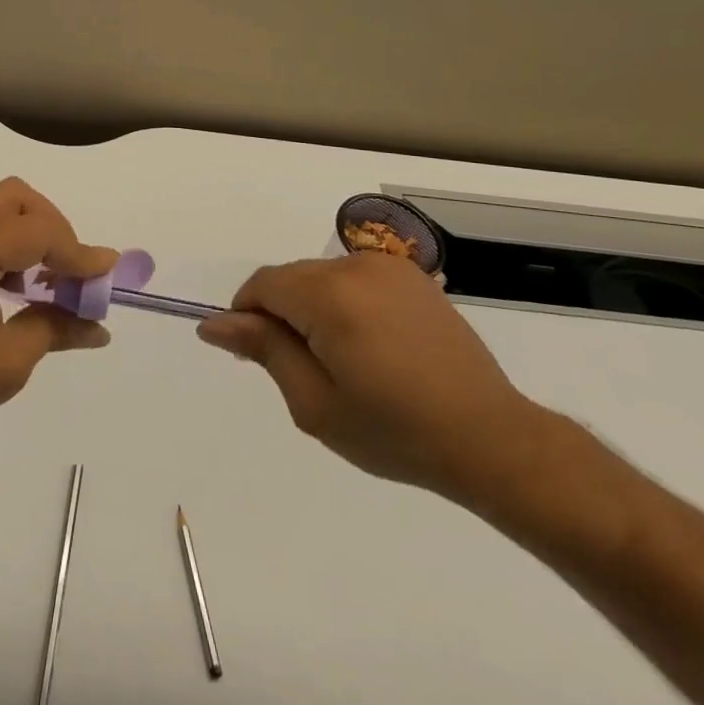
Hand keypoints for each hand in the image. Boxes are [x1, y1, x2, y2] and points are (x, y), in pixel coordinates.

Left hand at [0, 178, 116, 456]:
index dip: (78, 252)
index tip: (108, 275)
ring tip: (51, 281)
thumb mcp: (7, 363)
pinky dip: (9, 245)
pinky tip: (20, 287)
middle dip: (54, 227)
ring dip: (31, 234)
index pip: (36, 230)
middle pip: (16, 198)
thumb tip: (100, 326)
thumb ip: (57, 328)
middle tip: (71, 272)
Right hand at [196, 254, 547, 506]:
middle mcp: (355, 267)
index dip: (248, 316)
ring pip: (321, 277)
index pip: (262, 285)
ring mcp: (388, 267)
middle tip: (302, 371)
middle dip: (282, 314)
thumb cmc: (394, 431)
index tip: (258, 357)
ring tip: (343, 361)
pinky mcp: (411, 275)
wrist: (489, 438)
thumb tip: (214, 323)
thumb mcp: (314, 403)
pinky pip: (354, 278)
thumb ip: (263, 351)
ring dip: (314, 308)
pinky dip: (345, 302)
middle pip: (291, 278)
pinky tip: (370, 345)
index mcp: (329, 296)